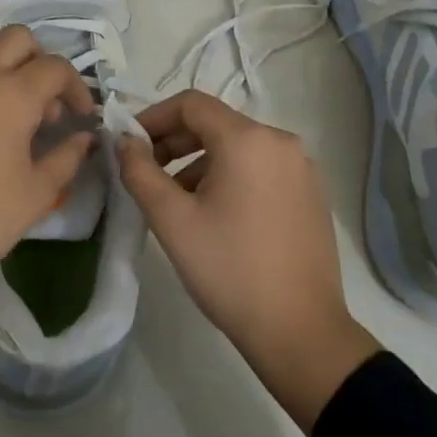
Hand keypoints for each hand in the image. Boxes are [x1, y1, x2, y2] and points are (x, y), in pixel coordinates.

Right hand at [119, 92, 380, 433]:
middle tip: (146, 173)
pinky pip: (260, 168)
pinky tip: (215, 215)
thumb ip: (140, 171)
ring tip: (176, 201)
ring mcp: (302, 169)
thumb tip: (125, 142)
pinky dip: (230, 177)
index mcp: (249, 139)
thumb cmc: (229, 270)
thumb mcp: (172, 219)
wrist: (300, 332)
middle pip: (216, 123)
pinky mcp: (311, 194)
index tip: (129, 145)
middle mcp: (281, 142)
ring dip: (200, 162)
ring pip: (238, 148)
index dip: (153, 117)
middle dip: (175, 141)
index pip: (191, 104)